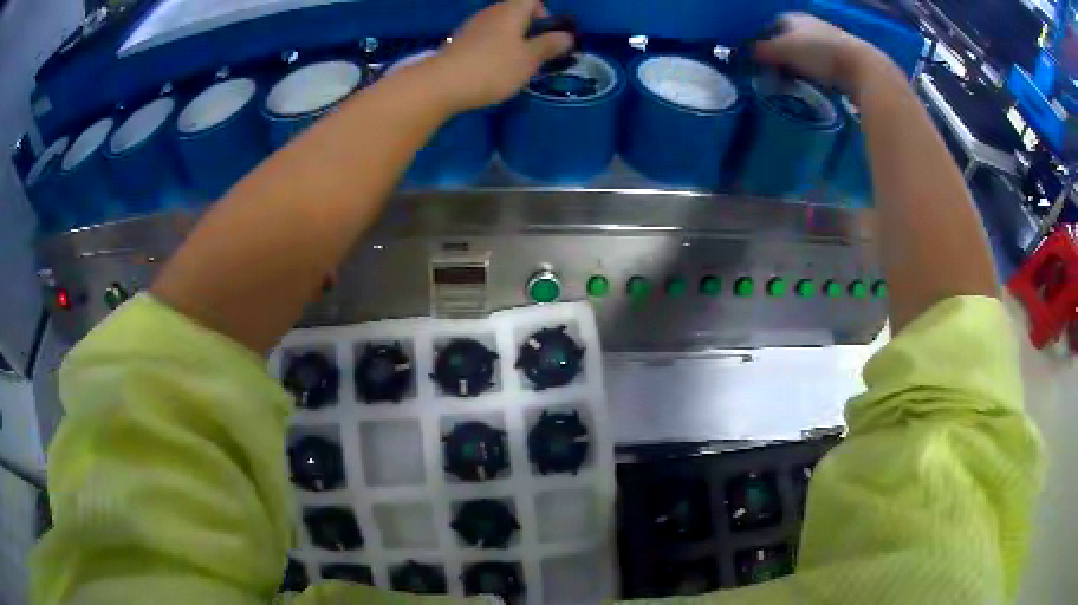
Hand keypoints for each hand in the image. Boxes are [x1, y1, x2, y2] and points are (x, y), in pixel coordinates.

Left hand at [430, 0, 573, 111]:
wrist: (441, 84)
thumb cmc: (493, 68)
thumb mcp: (529, 59)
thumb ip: (549, 46)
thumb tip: (566, 36)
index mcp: (511, 11)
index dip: (545, 14)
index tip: (547, 37)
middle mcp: (490, 13)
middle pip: (515, 12)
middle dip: (529, 30)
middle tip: (535, 55)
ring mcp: (471, 27)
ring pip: (499, 26)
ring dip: (511, 41)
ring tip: (514, 66)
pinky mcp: (458, 43)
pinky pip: (483, 39)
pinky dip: (493, 49)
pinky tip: (491, 71)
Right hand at [754, 13, 884, 95]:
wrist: (862, 68)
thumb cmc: (820, 53)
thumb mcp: (784, 50)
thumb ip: (762, 50)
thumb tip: (744, 53)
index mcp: (794, 18)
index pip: (771, 26)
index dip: (763, 42)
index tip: (759, 60)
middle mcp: (810, 26)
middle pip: (788, 41)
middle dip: (780, 57)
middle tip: (773, 75)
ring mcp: (827, 43)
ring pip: (804, 55)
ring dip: (796, 68)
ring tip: (791, 85)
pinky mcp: (841, 61)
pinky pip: (819, 68)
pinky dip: (812, 76)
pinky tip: (811, 88)